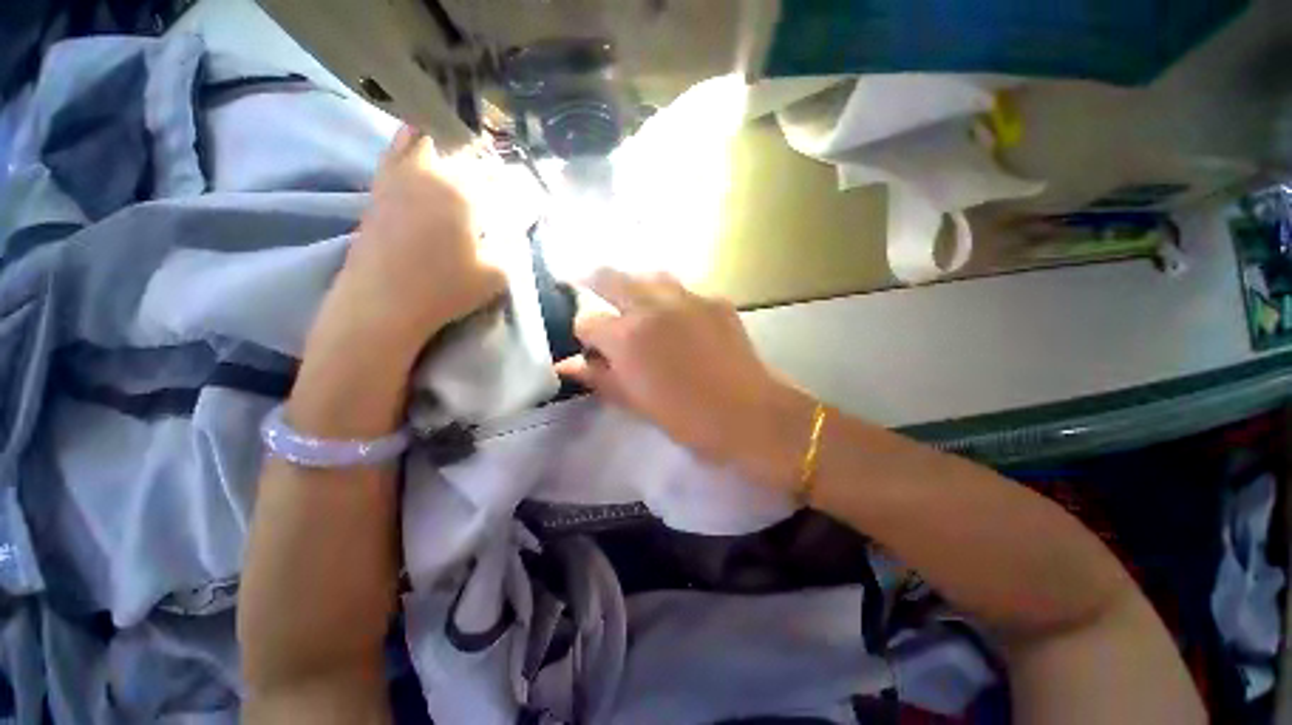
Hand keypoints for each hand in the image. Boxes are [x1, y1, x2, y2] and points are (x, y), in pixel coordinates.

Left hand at [316, 125, 506, 363]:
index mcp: (463, 193)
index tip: (522, 190)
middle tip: (490, 167)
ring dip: (442, 139)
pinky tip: (419, 149)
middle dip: (478, 154)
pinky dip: (410, 142)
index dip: (510, 181)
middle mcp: (430, 174)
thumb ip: (510, 246)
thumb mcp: (496, 273)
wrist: (382, 301)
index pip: (494, 175)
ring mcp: (399, 177)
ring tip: (456, 147)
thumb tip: (515, 226)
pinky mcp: (378, 189)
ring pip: (421, 138)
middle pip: (458, 148)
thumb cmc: (445, 288)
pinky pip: (394, 151)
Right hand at [556, 269, 814, 488]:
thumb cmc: (687, 419)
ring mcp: (687, 297)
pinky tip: (677, 317)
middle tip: (590, 291)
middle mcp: (652, 305)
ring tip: (635, 303)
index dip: (584, 335)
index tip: (591, 347)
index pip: (586, 321)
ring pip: (647, 275)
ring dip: (634, 285)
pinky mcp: (715, 299)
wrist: (750, 414)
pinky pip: (683, 289)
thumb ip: (598, 377)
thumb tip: (566, 365)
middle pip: (609, 277)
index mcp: (627, 336)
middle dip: (594, 284)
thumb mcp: (635, 403)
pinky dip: (670, 298)